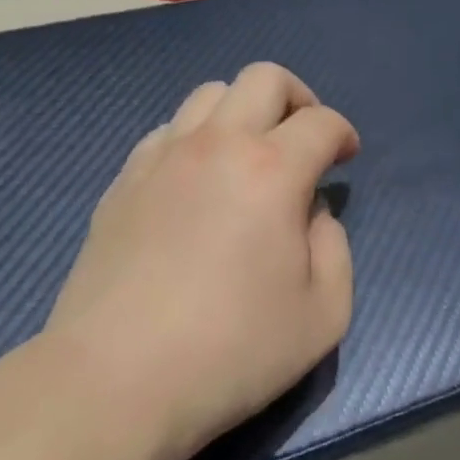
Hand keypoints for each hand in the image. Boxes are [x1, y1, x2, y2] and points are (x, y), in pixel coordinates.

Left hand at [47, 63, 358, 459]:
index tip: (345, 158)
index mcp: (272, 171)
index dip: (343, 133)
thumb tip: (312, 213)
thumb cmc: (231, 352)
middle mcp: (217, 145)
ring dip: (243, 112)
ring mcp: (162, 158)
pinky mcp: (123, 181)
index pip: (321, 122)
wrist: (115, 382)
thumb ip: (335, 249)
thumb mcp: (324, 314)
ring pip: (209, 94)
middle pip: (263, 78)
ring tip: (250, 157)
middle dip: (297, 97)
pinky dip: (196, 139)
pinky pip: (169, 131)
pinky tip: (198, 182)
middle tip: (304, 139)